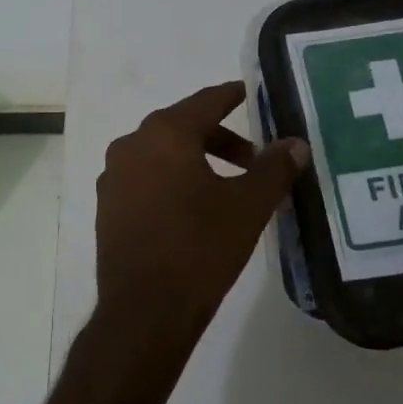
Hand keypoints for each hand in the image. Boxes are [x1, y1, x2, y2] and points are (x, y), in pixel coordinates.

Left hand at [93, 82, 309, 369]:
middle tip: (252, 160)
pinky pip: (144, 179)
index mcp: (165, 133)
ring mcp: (113, 176)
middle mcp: (131, 144)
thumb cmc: (200, 247)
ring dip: (194, 161)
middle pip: (182, 127)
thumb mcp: (248, 206)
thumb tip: (295, 143)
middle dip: (220, 139)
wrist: (145, 309)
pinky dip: (170, 181)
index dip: (233, 96)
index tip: (251, 94)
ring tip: (226, 189)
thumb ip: (273, 168)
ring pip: (161, 154)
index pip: (206, 102)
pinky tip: (191, 210)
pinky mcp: (107, 206)